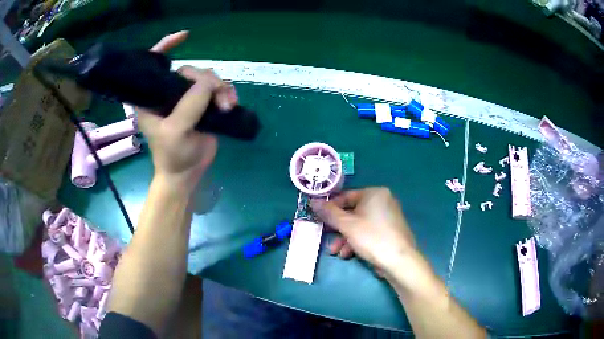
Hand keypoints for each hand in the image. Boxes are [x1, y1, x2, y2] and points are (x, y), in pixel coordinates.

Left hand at [137, 32, 237, 191]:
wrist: (187, 174)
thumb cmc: (172, 155)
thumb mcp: (177, 130)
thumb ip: (191, 103)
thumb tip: (211, 81)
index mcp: (153, 97)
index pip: (155, 63)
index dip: (166, 46)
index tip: (184, 36)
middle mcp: (169, 93)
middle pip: (190, 70)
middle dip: (206, 80)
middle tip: (218, 99)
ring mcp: (188, 99)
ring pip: (208, 79)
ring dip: (221, 89)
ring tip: (226, 106)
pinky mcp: (203, 106)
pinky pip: (218, 90)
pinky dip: (227, 94)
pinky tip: (230, 106)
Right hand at [310, 188, 416, 273]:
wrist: (399, 261)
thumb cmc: (372, 237)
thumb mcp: (346, 225)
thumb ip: (329, 213)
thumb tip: (313, 201)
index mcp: (374, 193)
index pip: (346, 196)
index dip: (330, 208)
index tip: (318, 218)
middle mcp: (383, 202)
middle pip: (352, 212)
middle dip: (337, 229)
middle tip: (325, 237)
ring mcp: (387, 217)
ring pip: (359, 225)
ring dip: (344, 238)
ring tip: (336, 252)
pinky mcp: (389, 232)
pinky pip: (368, 232)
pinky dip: (356, 242)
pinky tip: (348, 255)